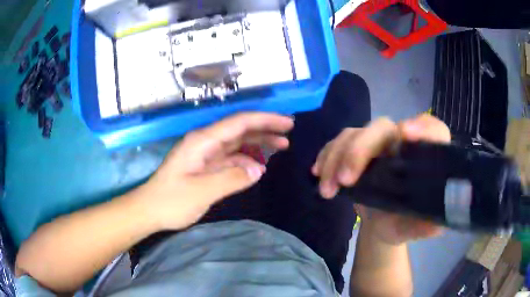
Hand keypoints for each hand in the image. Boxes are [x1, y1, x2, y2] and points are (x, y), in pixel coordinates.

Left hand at [139, 112, 293, 229]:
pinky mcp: (205, 166)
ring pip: (237, 142)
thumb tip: (258, 169)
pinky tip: (258, 166)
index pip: (239, 123)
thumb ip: (230, 178)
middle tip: (288, 133)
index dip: (265, 120)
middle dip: (265, 129)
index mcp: (202, 141)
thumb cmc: (170, 201)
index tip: (287, 123)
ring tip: (281, 146)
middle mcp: (204, 142)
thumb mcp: (201, 192)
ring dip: (258, 143)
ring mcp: (205, 154)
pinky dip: (246, 159)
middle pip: (240, 129)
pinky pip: (231, 157)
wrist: (149, 210)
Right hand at [312, 114, 450, 244]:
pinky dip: (325, 156)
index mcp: (425, 156)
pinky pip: (337, 142)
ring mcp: (376, 143)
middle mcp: (402, 142)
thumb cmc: (403, 222)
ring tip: (328, 190)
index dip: (422, 127)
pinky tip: (318, 174)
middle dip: (361, 149)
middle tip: (346, 180)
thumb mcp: (416, 228)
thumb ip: (427, 226)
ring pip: (354, 133)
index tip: (405, 135)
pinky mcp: (355, 149)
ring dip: (336, 157)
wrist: (381, 223)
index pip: (433, 129)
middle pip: (382, 127)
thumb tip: (435, 224)